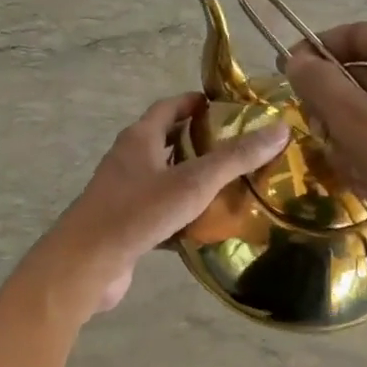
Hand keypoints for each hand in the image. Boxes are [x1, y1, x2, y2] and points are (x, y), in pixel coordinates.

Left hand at [38, 93, 287, 315]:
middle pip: (166, 141)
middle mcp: (128, 159)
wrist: (86, 264)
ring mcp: (123, 193)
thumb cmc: (137, 213)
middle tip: (238, 148)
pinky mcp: (124, 224)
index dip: (195, 103)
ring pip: (163, 178)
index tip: (226, 107)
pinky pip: (159, 210)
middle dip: (199, 141)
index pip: (169, 107)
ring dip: (191, 178)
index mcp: (139, 138)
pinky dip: (181, 213)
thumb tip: (279, 129)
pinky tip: (206, 225)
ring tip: (231, 185)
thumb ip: (235, 157)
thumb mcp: (193, 182)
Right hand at [282, 23, 366, 278]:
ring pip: (364, 112)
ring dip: (347, 142)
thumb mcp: (360, 125)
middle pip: (356, 75)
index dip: (313, 54)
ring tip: (355, 171)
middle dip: (332, 111)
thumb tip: (294, 60)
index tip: (282, 80)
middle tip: (324, 139)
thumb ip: (321, 87)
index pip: (352, 35)